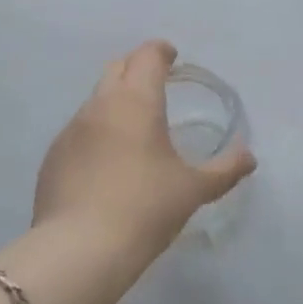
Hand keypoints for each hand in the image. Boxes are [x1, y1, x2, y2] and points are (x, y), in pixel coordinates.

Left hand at [34, 41, 256, 251]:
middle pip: (118, 67)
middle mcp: (101, 104)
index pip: (148, 55)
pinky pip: (79, 131)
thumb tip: (249, 157)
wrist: (78, 251)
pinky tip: (106, 164)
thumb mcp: (193, 190)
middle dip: (137, 69)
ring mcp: (72, 130)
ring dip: (115, 102)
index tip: (172, 58)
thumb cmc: (145, 208)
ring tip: (133, 130)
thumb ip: (225, 170)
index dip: (161, 52)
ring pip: (96, 99)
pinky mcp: (53, 157)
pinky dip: (96, 133)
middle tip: (155, 86)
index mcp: (137, 100)